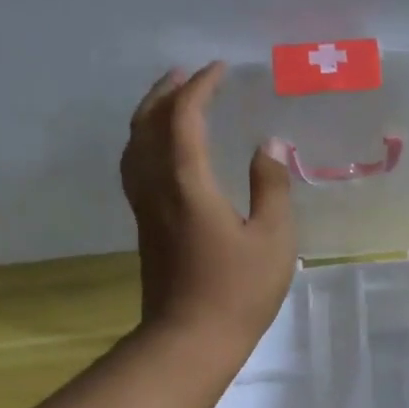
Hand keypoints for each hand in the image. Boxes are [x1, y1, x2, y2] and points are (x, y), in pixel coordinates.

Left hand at [121, 61, 296, 344]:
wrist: (191, 338)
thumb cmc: (239, 290)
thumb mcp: (273, 239)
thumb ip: (271, 187)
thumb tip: (267, 146)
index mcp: (188, 182)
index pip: (185, 117)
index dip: (201, 88)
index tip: (220, 70)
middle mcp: (157, 185)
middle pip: (149, 124)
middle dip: (168, 93)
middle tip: (189, 75)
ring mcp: (146, 207)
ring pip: (135, 145)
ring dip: (150, 115)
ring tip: (169, 102)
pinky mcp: (145, 227)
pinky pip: (136, 167)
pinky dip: (145, 143)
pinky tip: (160, 153)